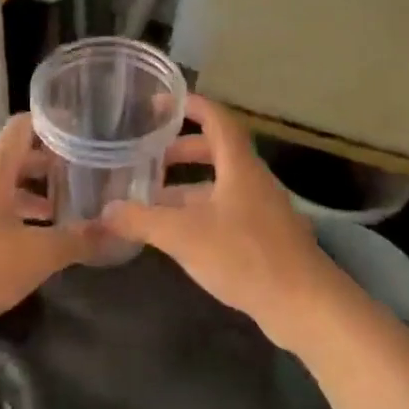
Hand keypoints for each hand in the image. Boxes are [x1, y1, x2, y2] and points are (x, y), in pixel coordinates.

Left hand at [0, 112, 98, 337]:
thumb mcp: (37, 254)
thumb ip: (78, 240)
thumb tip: (116, 230)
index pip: (24, 125)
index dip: (53, 123)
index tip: (82, 130)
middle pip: (15, 156)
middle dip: (49, 165)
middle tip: (83, 175)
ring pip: (0, 186)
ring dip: (30, 194)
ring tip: (63, 211)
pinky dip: (11, 214)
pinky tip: (30, 241)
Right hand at [100, 96, 346, 349]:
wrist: (304, 304)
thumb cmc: (245, 255)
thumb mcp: (184, 236)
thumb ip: (143, 220)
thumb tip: (104, 210)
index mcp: (238, 164)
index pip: (216, 118)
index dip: (189, 105)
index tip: (160, 104)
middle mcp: (252, 179)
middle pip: (216, 150)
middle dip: (181, 150)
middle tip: (148, 157)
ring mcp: (262, 208)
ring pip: (220, 184)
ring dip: (188, 186)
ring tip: (152, 199)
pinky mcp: (265, 237)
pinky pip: (227, 210)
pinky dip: (201, 212)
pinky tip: (179, 235)